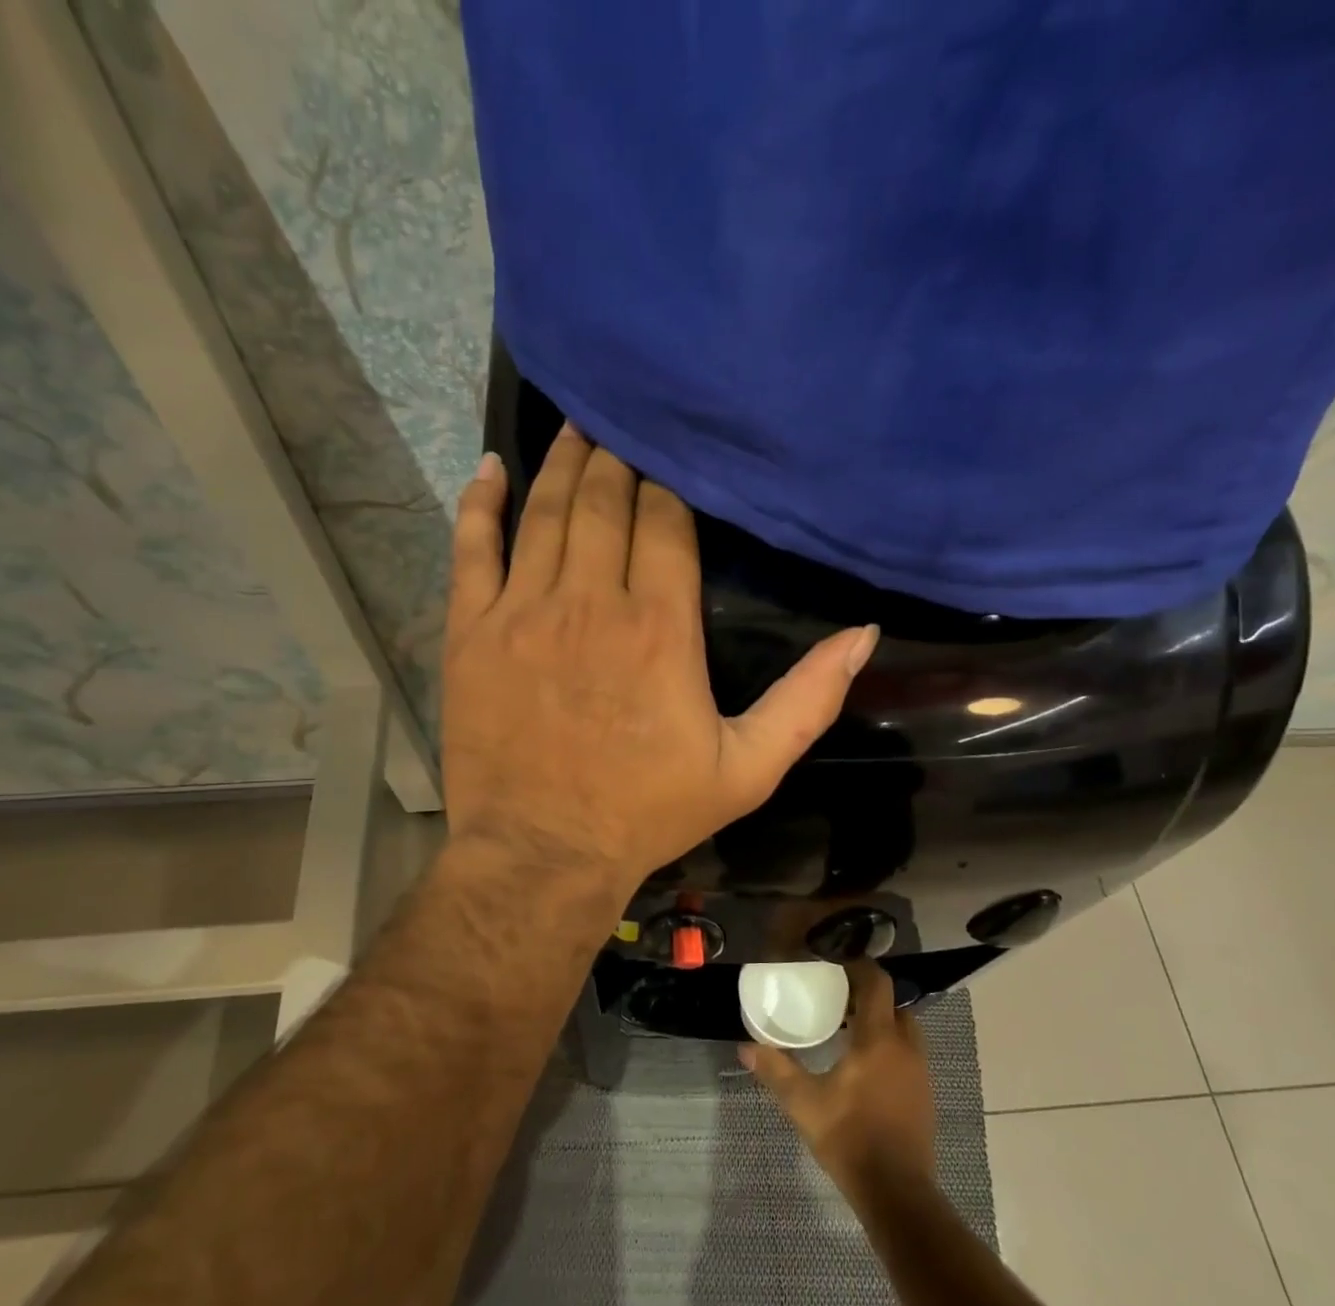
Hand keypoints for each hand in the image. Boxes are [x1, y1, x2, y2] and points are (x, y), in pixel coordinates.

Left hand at [440, 425, 877, 888]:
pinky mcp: (471, 632)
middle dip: (618, 458)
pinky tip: (490, 470)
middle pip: (606, 501)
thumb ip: (808, 701)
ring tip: (576, 425)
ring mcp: (523, 611)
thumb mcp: (748, 769)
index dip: (668, 483)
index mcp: (660, 627)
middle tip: (622, 422)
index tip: (671, 455)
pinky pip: (473, 549)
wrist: (543, 854)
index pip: (665, 522)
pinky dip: (480, 504)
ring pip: (546, 512)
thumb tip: (863, 635)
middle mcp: (591, 601)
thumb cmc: (647, 813)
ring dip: (563, 464)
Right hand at [740, 960, 937, 1200]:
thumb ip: (775, 1070)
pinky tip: (863, 1065)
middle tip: (836, 998)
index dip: (858, 967)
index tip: (834, 964)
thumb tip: (745, 1047)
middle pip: (893, 1003)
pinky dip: (888, 1045)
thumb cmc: (849, 1137)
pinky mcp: (924, 1093)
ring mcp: (919, 1071)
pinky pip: (907, 1053)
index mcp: (878, 1039)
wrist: (896, 1191)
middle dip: (867, 996)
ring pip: (903, 1028)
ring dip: (880, 1021)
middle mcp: (905, 1047)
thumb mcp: (804, 1103)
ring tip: (846, 1029)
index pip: (877, 983)